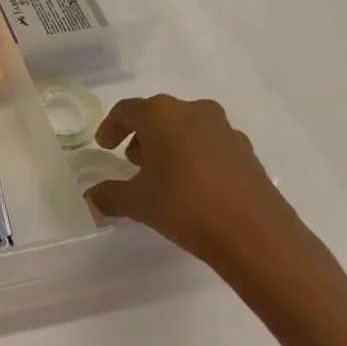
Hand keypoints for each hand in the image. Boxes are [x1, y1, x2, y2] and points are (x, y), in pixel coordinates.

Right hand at [85, 95, 307, 275]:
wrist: (256, 234)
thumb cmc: (185, 205)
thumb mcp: (138, 203)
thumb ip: (111, 196)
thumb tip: (90, 199)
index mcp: (160, 114)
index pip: (126, 110)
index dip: (111, 127)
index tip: (105, 147)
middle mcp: (192, 111)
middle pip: (158, 115)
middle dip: (143, 136)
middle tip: (133, 161)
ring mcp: (224, 130)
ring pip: (187, 127)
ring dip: (171, 144)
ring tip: (165, 175)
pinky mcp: (247, 151)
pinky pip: (211, 144)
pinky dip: (197, 156)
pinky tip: (195, 185)